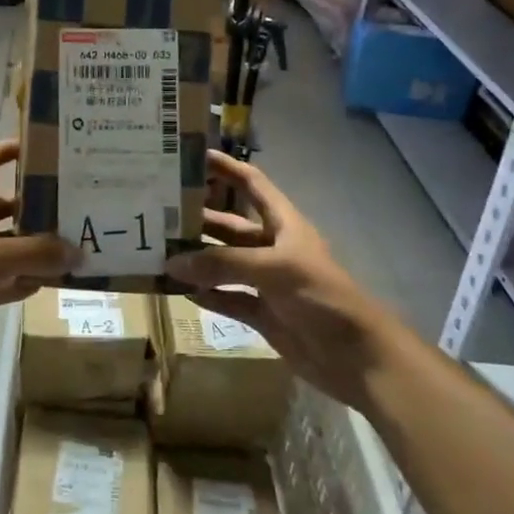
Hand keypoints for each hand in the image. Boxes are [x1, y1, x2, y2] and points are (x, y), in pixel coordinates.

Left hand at [0, 139, 75, 380]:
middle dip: (31, 206)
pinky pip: (0, 283)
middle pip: (0, 208)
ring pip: (4, 248)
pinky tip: (48, 285)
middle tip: (71, 206)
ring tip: (72, 248)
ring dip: (33, 249)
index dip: (1, 150)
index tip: (34, 146)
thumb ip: (34, 254)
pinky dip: (21, 282)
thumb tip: (79, 252)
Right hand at [166, 151, 401, 411]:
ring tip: (159, 252)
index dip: (226, 168)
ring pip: (224, 263)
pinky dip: (206, 295)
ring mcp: (266, 282)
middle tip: (157, 212)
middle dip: (199, 218)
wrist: (356, 357)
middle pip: (230, 226)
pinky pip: (228, 299)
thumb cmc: (321, 296)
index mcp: (284, 224)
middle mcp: (272, 247)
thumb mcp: (274, 270)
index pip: (251, 184)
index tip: (191, 156)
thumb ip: (223, 264)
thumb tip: (172, 263)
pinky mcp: (263, 314)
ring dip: (196, 259)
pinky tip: (179, 290)